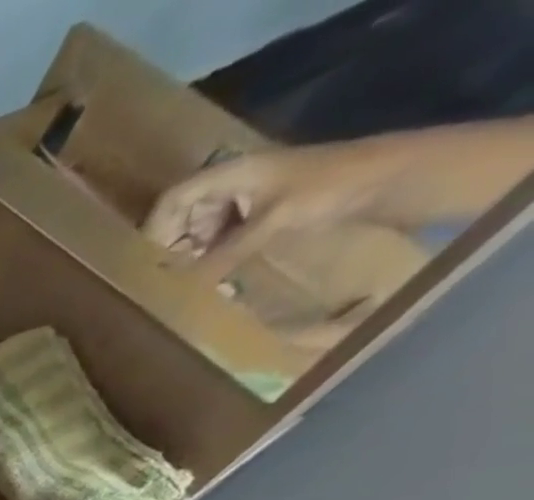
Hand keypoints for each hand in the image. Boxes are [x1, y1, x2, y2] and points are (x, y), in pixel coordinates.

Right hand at [142, 139, 404, 279]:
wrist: (390, 177)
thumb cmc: (331, 188)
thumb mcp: (272, 223)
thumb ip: (224, 255)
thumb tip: (180, 289)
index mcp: (232, 173)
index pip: (174, 198)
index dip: (153, 230)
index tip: (146, 264)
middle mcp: (234, 183)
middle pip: (181, 217)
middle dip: (172, 248)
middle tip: (169, 279)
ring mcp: (248, 198)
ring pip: (199, 230)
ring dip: (191, 256)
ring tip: (190, 283)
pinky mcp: (261, 214)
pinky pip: (221, 237)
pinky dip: (212, 257)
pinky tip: (214, 277)